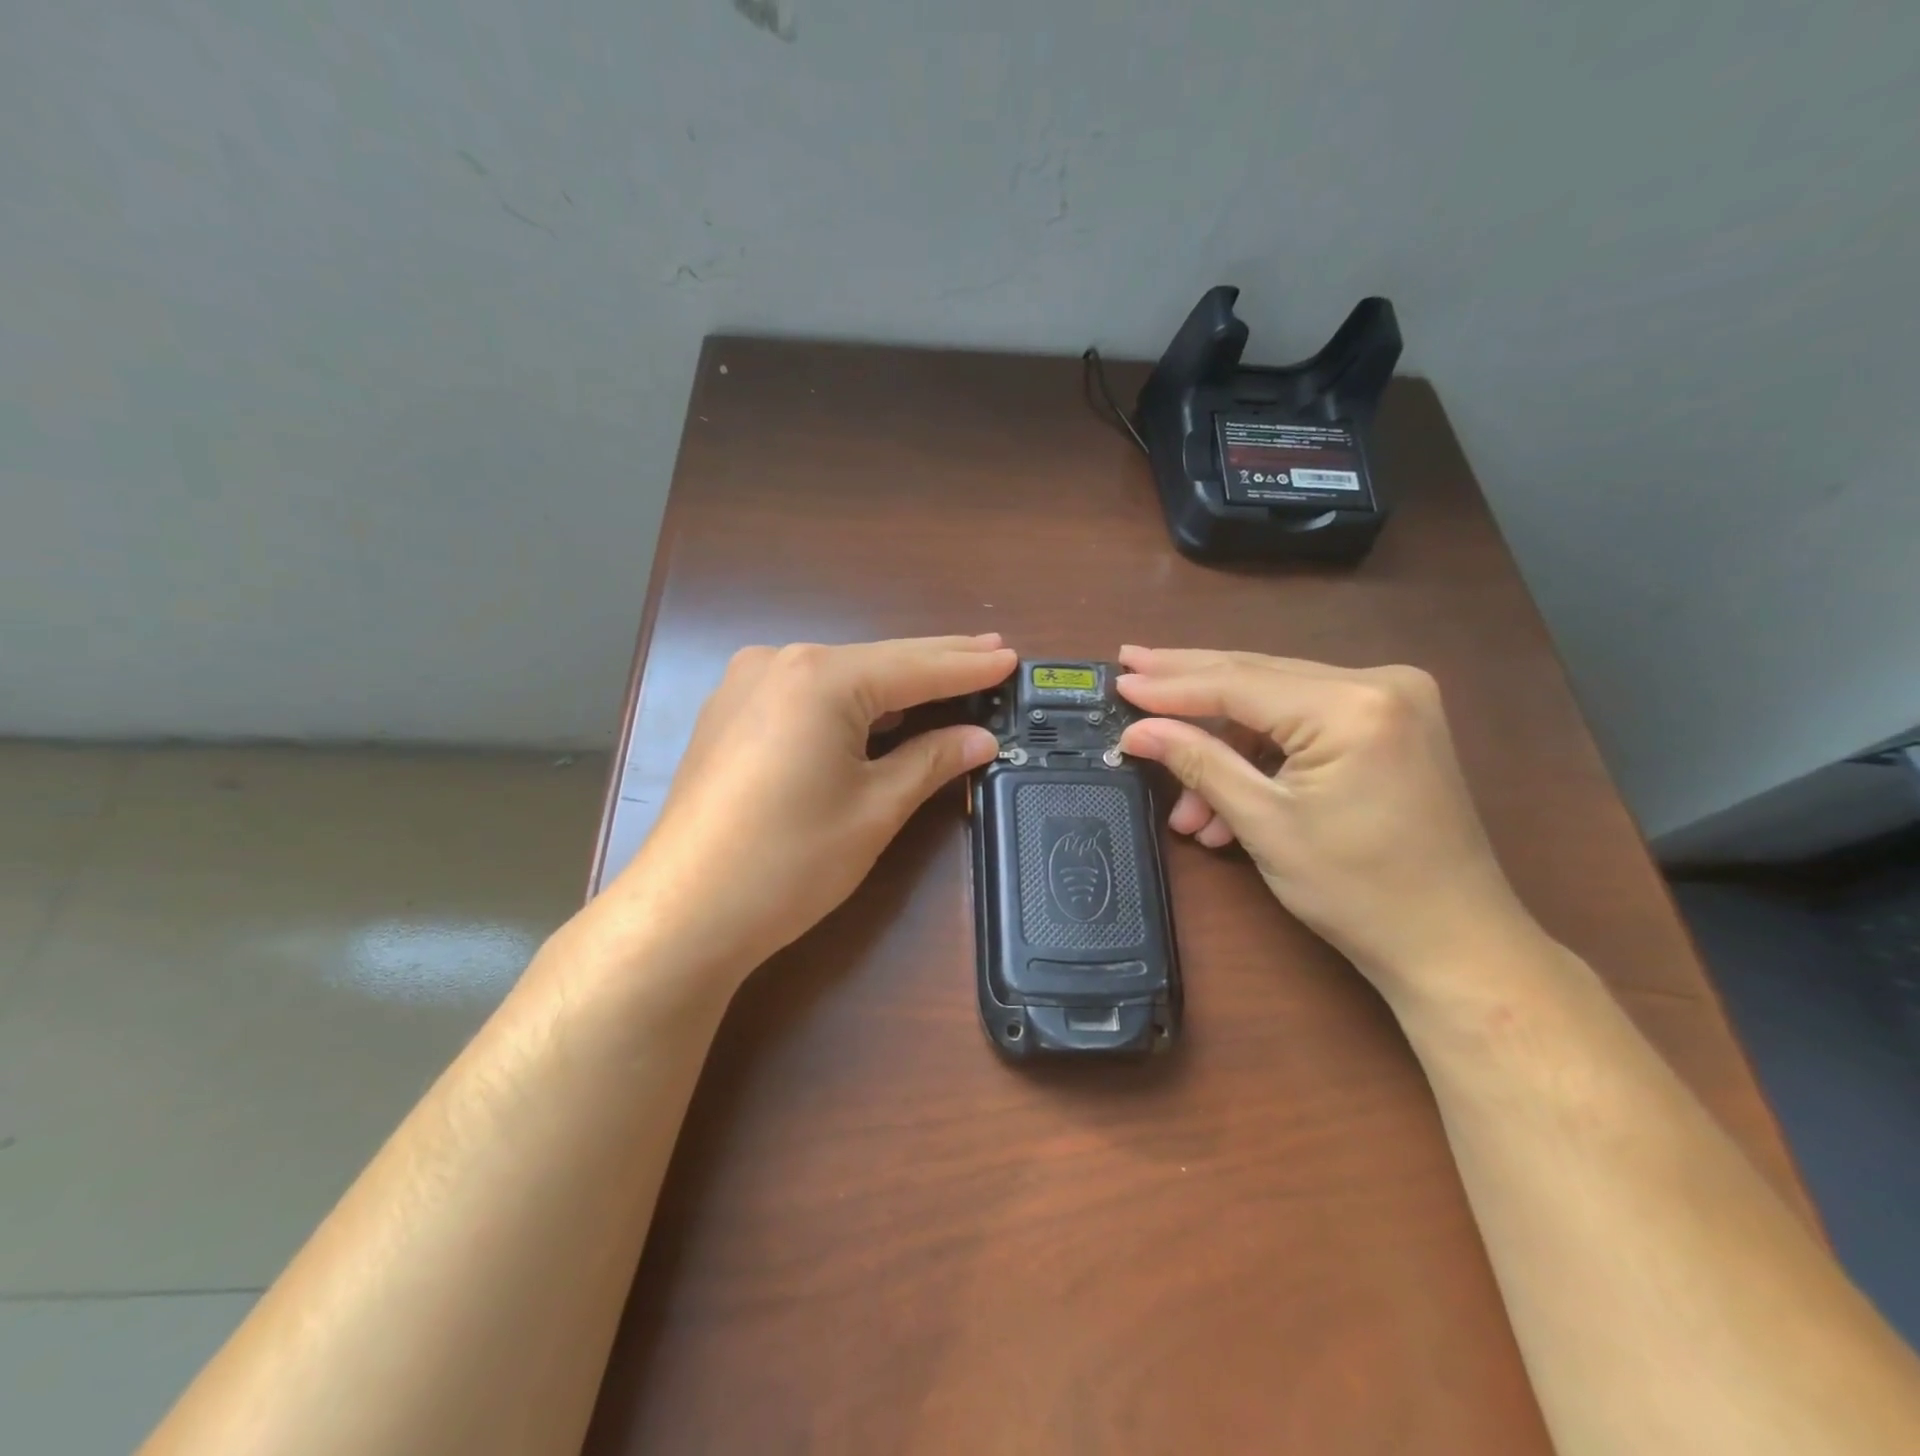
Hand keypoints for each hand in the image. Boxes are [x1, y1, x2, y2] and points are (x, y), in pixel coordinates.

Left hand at [606, 634, 1013, 985]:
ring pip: (841, 677)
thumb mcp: (875, 809)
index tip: (1012, 660)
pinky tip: (880, 709)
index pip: (914, 667)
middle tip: (991, 653)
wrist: (684, 911)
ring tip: (949, 676)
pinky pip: (808, 695)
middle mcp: (779, 662)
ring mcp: (746, 685)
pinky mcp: (731, 714)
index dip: (968, 668)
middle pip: (877, 662)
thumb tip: (980, 739)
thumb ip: (931, 761)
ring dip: (894, 684)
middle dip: (936, 663)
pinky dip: (852, 702)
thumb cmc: (790, 860)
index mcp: (820, 677)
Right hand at [1115, 646, 1539, 1001]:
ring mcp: (1392, 700)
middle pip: (1258, 676)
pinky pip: (1305, 724)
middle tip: (1131, 666)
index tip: (1119, 681)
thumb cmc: (1357, 891)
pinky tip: (1227, 806)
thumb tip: (1136, 730)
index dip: (1171, 686)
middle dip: (1189, 687)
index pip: (1237, 683)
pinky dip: (1262, 757)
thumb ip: (1198, 762)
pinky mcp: (1392, 723)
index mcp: (1351, 706)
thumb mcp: (1264, 823)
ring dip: (1224, 748)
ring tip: (1186, 808)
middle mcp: (1379, 683)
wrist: (1454, 943)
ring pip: (1277, 704)